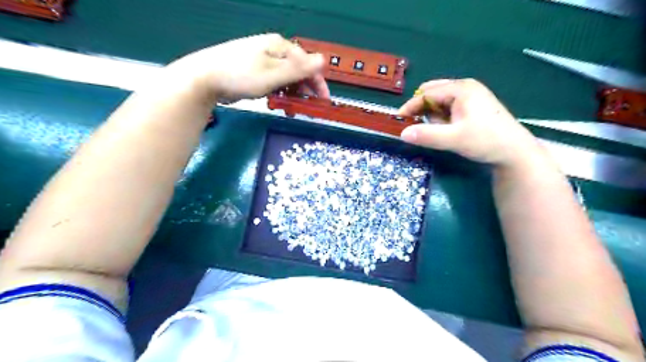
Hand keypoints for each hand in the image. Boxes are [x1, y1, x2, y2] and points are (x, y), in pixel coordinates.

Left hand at [168, 35, 328, 102]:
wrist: (205, 78)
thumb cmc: (242, 75)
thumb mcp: (274, 74)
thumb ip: (299, 69)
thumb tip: (323, 60)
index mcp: (280, 46)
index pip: (307, 64)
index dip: (318, 83)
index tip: (323, 101)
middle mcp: (272, 50)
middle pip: (297, 71)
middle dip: (305, 90)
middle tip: (308, 109)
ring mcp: (262, 61)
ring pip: (286, 78)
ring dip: (292, 94)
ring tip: (292, 110)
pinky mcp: (253, 71)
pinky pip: (273, 83)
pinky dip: (279, 93)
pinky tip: (278, 103)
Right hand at [399, 78, 543, 166]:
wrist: (515, 152)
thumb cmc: (486, 141)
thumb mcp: (454, 139)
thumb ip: (427, 135)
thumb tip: (402, 133)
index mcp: (461, 89)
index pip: (427, 93)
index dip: (411, 106)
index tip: (398, 120)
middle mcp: (465, 88)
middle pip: (433, 94)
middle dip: (423, 110)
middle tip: (418, 127)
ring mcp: (471, 97)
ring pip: (440, 102)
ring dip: (433, 116)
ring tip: (441, 132)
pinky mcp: (473, 107)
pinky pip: (449, 109)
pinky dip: (442, 119)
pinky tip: (449, 131)